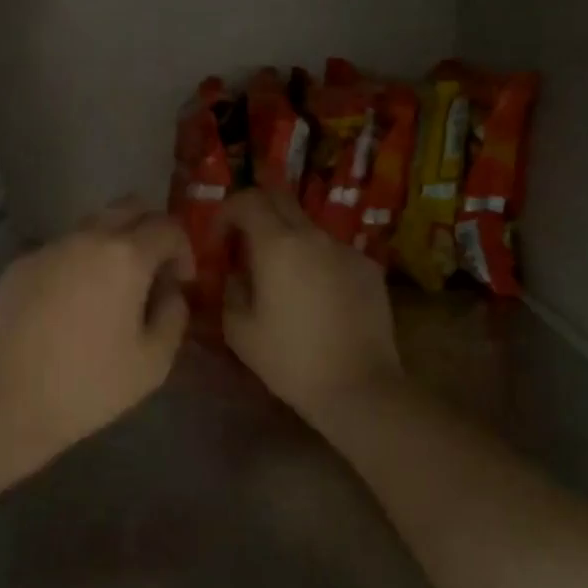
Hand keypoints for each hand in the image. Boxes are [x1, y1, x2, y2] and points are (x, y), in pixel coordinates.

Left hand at [0, 197, 193, 465]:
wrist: (6, 400)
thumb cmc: (89, 385)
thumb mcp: (153, 362)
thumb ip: (174, 315)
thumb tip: (169, 291)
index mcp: (125, 256)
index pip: (167, 227)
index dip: (183, 250)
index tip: (180, 282)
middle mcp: (85, 238)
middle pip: (128, 208)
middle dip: (148, 231)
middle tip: (151, 272)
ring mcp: (47, 248)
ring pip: (90, 227)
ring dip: (110, 246)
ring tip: (108, 292)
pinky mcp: (18, 266)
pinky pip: (59, 251)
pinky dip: (75, 265)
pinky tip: (68, 307)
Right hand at [218, 189, 402, 425]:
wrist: (360, 387)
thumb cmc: (290, 360)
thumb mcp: (239, 330)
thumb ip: (230, 289)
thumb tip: (235, 273)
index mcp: (278, 245)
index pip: (248, 200)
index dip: (226, 212)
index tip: (219, 241)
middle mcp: (314, 236)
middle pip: (280, 199)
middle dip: (255, 214)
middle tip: (243, 246)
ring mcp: (346, 250)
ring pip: (307, 227)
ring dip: (286, 240)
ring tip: (280, 278)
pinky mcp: (369, 269)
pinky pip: (332, 252)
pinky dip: (315, 261)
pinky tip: (315, 298)